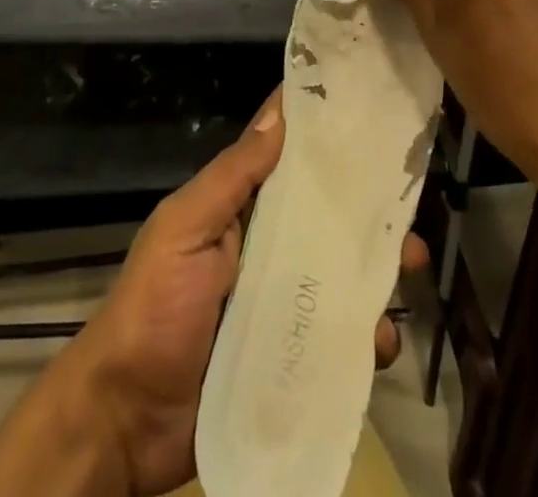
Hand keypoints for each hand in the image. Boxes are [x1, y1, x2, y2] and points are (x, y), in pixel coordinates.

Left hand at [73, 90, 427, 496]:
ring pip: (340, 274)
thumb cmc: (153, 308)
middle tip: (410, 206)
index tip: (369, 114)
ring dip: (375, 269)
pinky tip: (381, 340)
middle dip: (367, 208)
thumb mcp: (183, 229)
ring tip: (410, 266)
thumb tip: (279, 116)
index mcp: (239, 209)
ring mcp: (281, 303)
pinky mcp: (292, 356)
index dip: (322, 136)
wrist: (127, 422)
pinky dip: (364, 334)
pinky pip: (338, 338)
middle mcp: (266, 247)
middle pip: (325, 216)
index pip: (285, 159)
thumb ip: (230, 178)